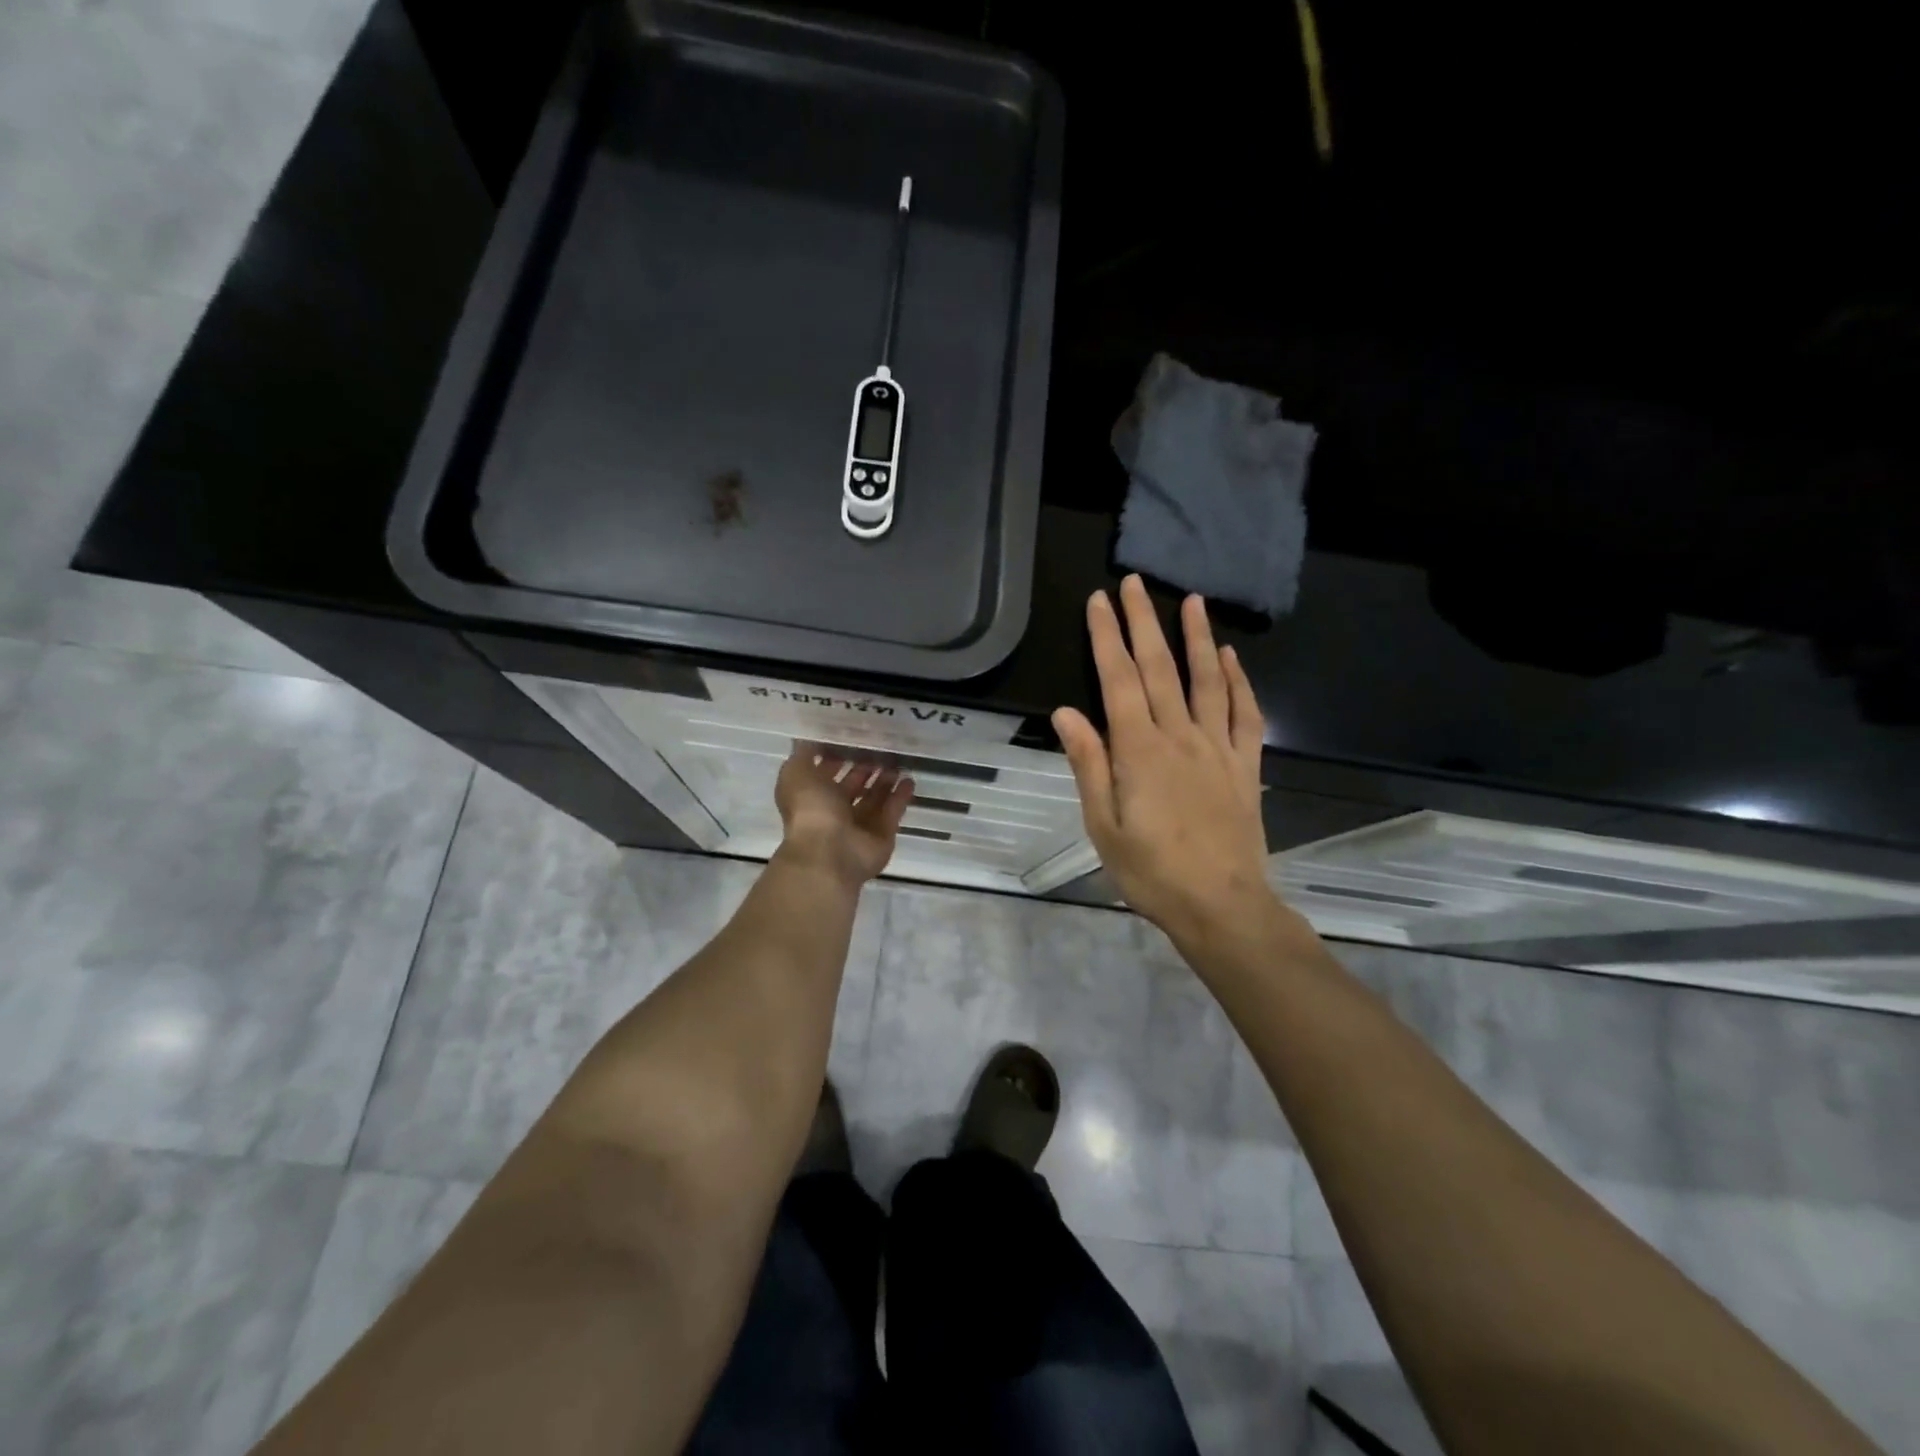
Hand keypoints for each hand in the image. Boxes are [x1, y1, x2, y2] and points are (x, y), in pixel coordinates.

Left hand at [774, 746, 913, 888]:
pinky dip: (900, 797)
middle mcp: (834, 811)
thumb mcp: (796, 772)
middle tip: (881, 748)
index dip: (836, 756)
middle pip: (852, 786)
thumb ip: (804, 753)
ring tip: (897, 761)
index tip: (853, 736)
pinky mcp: (881, 835)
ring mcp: (859, 826)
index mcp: (812, 796)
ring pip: (874, 799)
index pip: (824, 773)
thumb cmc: (810, 809)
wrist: (829, 851)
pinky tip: (909, 779)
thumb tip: (810, 738)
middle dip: (865, 768)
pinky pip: (892, 812)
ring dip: (884, 781)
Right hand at [1053, 576, 1275, 946]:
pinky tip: (1230, 657)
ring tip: (1189, 600)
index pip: (1118, 680)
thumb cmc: (1151, 872)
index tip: (1098, 601)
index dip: (1106, 637)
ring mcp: (1218, 748)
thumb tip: (1066, 712)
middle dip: (1143, 622)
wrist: (1221, 906)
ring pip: (1206, 680)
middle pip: (1159, 668)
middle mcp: (1180, 737)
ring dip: (1195, 637)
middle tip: (1134, 582)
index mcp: (1139, 750)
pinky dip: (1238, 681)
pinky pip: (1245, 713)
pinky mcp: (1245, 765)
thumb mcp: (1103, 825)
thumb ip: (1088, 764)